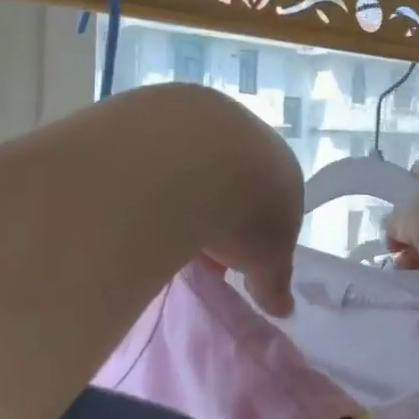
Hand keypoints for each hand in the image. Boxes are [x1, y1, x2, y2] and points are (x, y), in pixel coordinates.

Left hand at [135, 84, 302, 316]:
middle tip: (193, 248)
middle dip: (214, 212)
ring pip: (192, 161)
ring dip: (179, 192)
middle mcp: (247, 134)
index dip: (254, 235)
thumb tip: (284, 309)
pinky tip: (134, 199)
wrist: (191, 161)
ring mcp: (201, 117)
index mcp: (281, 167)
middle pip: (231, 179)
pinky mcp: (157, 109)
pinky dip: (147, 174)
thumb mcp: (267, 262)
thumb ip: (274, 282)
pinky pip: (154, 150)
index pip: (273, 202)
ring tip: (158, 228)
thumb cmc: (246, 215)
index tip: (231, 261)